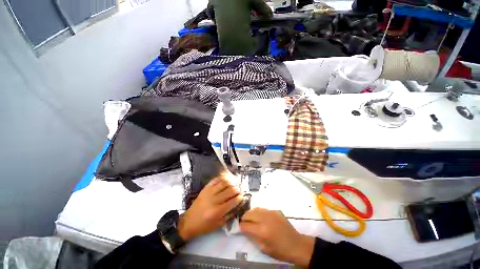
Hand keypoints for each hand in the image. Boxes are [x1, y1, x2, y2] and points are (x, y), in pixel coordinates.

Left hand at [178, 172, 241, 240]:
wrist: (189, 221)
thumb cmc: (204, 225)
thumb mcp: (219, 224)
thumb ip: (230, 214)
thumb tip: (239, 204)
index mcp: (218, 211)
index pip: (233, 201)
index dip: (240, 197)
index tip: (243, 196)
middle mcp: (214, 200)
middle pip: (230, 190)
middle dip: (238, 189)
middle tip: (240, 189)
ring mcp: (209, 192)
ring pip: (224, 183)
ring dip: (232, 182)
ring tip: (235, 183)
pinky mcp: (206, 188)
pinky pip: (216, 180)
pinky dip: (223, 178)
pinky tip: (227, 179)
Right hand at [240, 208, 314, 267]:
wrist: (296, 244)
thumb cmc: (280, 250)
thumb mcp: (264, 248)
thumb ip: (252, 238)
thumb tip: (245, 229)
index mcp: (261, 231)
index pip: (245, 225)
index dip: (241, 226)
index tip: (240, 228)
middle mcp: (264, 219)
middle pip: (248, 214)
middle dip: (244, 218)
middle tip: (244, 223)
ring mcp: (270, 213)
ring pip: (255, 209)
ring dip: (251, 214)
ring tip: (251, 219)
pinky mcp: (275, 210)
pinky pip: (263, 209)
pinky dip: (259, 213)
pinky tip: (261, 218)